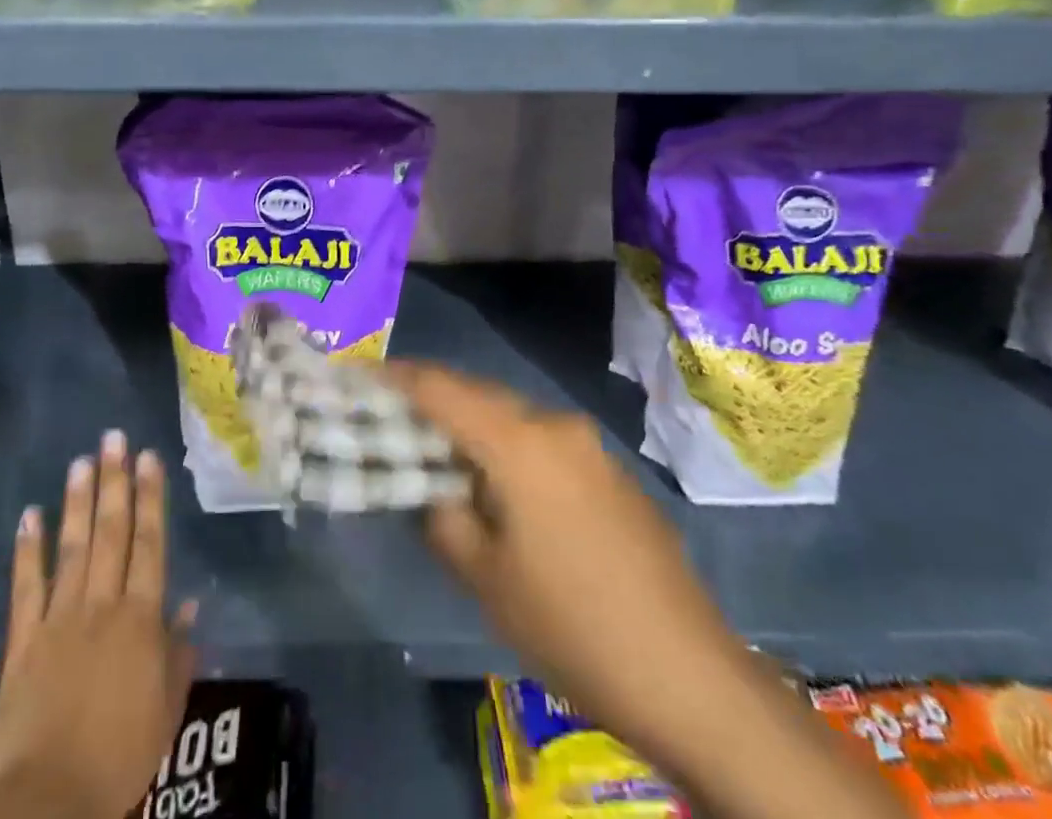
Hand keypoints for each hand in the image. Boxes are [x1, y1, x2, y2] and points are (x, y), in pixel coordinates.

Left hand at [0, 432, 197, 818]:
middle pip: (111, 532)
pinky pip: (26, 588)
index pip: (150, 543)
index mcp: (140, 618)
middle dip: (114, 482)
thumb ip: (179, 651)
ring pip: (73, 548)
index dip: (150, 497)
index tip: (148, 457)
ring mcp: (59, 619)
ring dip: (77, 503)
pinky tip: (29, 516)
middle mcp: (101, 604)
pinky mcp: (23, 642)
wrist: (51, 802)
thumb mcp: (167, 708)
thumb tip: (189, 602)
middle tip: (113, 437)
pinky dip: (27, 551)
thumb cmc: (121, 754)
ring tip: (80, 461)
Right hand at [383, 362, 906, 818]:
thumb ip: (441, 515)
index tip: (362, 376)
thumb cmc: (571, 624)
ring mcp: (590, 447)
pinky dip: (510, 450)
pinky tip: (502, 491)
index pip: (442, 388)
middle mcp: (555, 426)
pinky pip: (544, 444)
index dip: (398, 378)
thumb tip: (431, 486)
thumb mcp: (484, 576)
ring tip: (442, 458)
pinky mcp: (611, 473)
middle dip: (434, 402)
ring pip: (512, 420)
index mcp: (519, 441)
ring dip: (474, 429)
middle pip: (478, 397)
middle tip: (394, 420)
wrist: (689, 675)